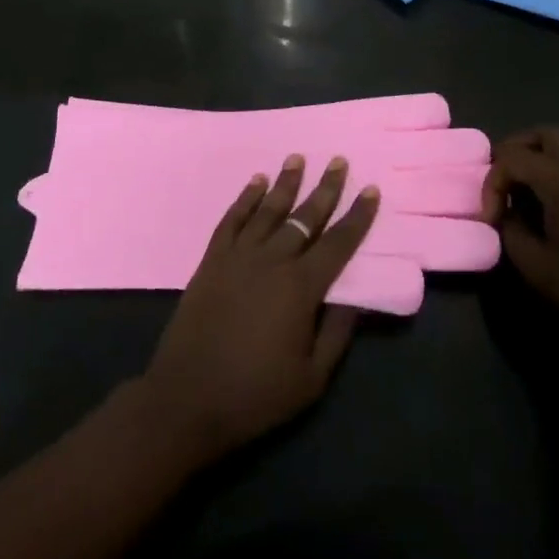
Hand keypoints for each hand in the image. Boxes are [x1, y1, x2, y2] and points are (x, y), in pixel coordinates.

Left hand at [138, 155, 379, 465]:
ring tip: (298, 158)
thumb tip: (358, 299)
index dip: (357, 216)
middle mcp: (273, 261)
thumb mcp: (311, 378)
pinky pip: (232, 220)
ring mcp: (238, 257)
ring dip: (285, 183)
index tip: (370, 189)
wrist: (187, 400)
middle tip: (338, 160)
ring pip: (268, 210)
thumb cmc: (255, 394)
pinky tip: (255, 182)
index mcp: (302, 288)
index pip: (338, 243)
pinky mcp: (211, 261)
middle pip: (305, 217)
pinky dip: (245, 199)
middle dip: (325, 188)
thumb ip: (337, 333)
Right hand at [485, 127, 558, 349]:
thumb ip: (512, 233)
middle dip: (516, 150)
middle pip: (545, 135)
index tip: (490, 221)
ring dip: (545, 155)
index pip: (512, 159)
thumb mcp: (536, 267)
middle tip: (502, 181)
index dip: (492, 185)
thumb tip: (508, 216)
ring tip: (530, 185)